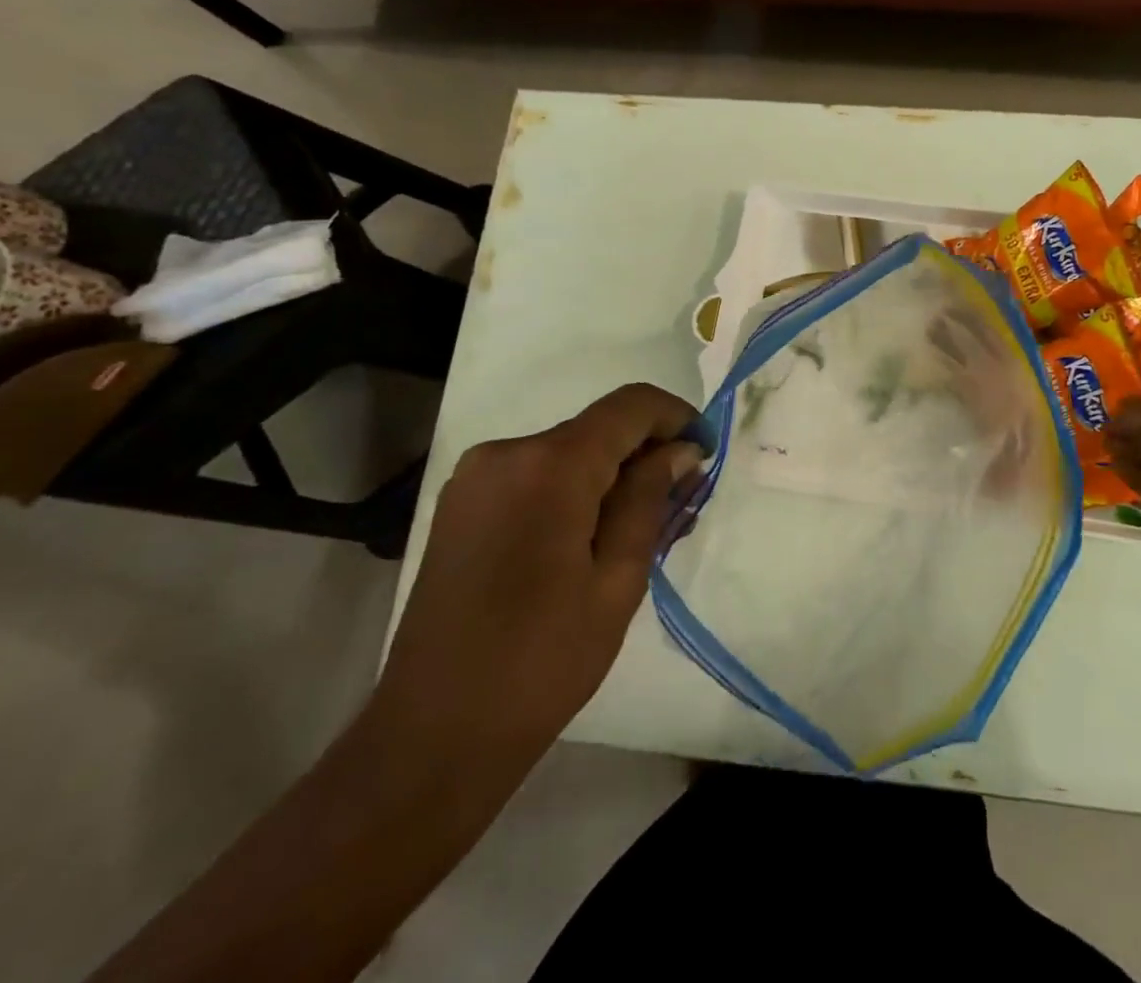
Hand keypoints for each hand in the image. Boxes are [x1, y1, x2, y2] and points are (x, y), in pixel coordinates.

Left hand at [377, 383, 701, 767]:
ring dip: (612, 475)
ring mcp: (476, 477)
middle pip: (599, 427)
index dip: (677, 417)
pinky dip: (575, 489)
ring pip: (569, 451)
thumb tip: (681, 450)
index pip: (631, 406)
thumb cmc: (542, 662)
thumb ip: (650, 499)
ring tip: (644, 528)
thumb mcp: (618, 580)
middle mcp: (506, 452)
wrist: (433, 735)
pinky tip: (594, 536)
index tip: (707, 452)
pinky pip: (536, 474)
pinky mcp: (462, 503)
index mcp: (549, 466)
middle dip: (647, 454)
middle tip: (684, 503)